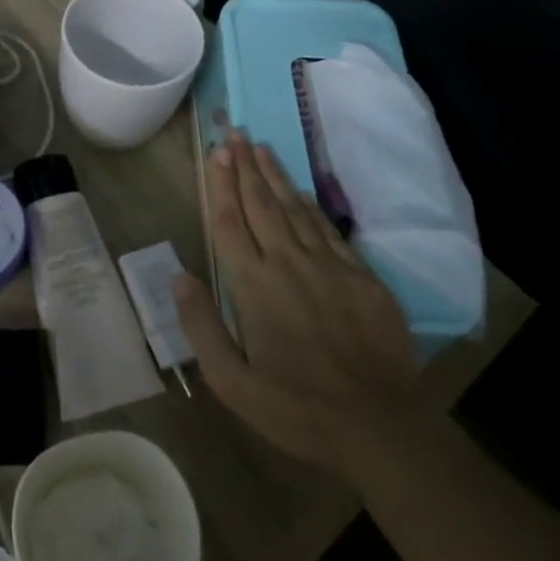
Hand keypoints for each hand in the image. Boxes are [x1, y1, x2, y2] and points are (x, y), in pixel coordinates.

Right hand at [173, 134, 424, 469]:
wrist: (380, 426)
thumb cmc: (296, 408)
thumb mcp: (231, 382)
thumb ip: (201, 326)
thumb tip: (179, 277)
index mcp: (253, 287)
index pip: (230, 223)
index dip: (220, 186)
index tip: (216, 153)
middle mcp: (288, 264)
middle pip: (261, 205)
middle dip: (245, 167)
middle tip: (236, 134)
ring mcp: (328, 267)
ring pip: (295, 209)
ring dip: (275, 176)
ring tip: (261, 148)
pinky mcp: (361, 277)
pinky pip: (328, 229)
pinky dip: (310, 205)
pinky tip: (301, 191)